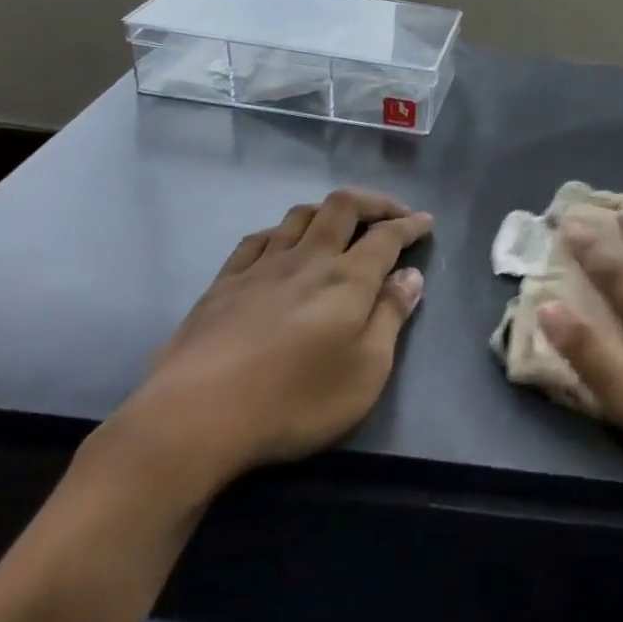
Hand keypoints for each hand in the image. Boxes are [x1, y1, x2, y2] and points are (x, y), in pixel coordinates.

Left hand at [110, 188, 433, 502]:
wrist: (196, 418)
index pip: (386, 236)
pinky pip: (258, 239)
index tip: (426, 222)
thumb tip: (411, 275)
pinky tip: (282, 243)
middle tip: (392, 212)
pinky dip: (282, 231)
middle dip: (373, 202)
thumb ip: (391, 317)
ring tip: (341, 224)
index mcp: (347, 279)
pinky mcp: (223, 284)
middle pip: (342, 207)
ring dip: (328, 211)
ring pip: (299, 216)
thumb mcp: (366, 371)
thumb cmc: (295, 400)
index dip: (409, 224)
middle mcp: (307, 260)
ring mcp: (261, 268)